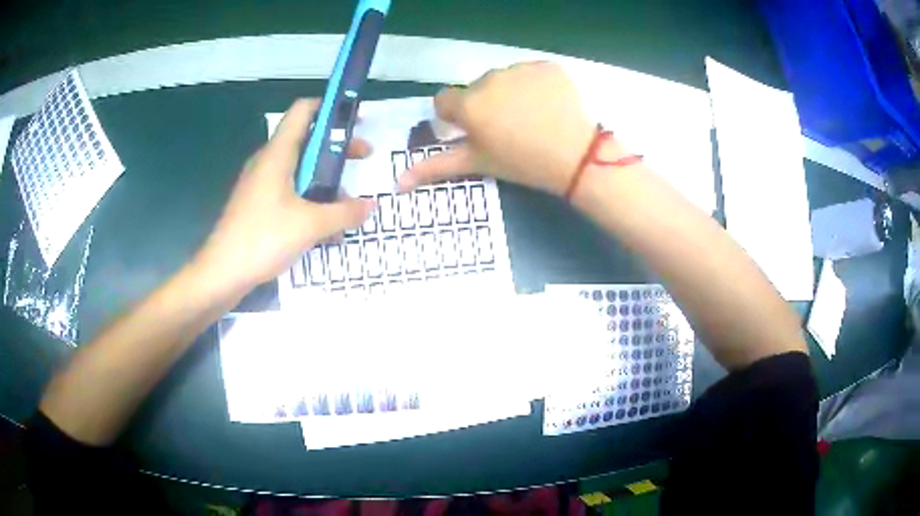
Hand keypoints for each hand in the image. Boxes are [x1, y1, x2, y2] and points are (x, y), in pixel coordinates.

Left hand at [192, 98, 374, 299]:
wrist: (221, 274)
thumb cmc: (263, 238)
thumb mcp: (310, 225)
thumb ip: (344, 213)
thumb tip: (371, 206)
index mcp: (278, 154)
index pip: (303, 111)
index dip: (330, 107)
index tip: (355, 119)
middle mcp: (268, 162)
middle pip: (306, 140)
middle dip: (337, 147)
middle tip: (362, 158)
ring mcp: (260, 185)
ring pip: (299, 169)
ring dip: (325, 179)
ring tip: (347, 202)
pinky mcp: (258, 206)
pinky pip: (289, 192)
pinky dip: (309, 199)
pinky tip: (324, 227)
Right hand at [398, 62, 596, 196]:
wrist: (576, 156)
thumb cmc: (522, 163)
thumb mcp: (478, 164)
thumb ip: (436, 167)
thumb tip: (397, 182)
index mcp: (469, 104)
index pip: (444, 101)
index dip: (455, 117)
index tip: (474, 131)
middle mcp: (490, 79)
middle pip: (476, 89)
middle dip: (484, 105)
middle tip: (508, 129)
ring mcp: (521, 69)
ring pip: (504, 78)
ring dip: (510, 92)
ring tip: (530, 117)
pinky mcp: (547, 66)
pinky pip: (531, 73)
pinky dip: (535, 85)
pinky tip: (547, 105)